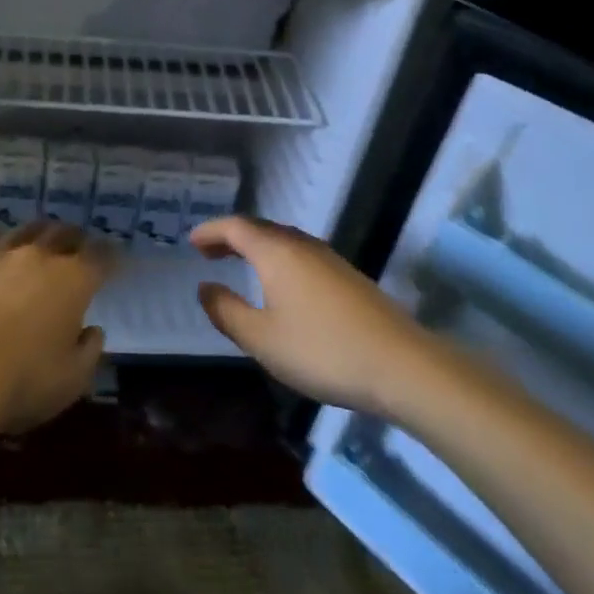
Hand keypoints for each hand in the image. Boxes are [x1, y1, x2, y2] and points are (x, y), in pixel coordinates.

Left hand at [0, 219, 110, 433]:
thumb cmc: (21, 382)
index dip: (110, 255)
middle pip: (62, 233)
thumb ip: (88, 352)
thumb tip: (92, 331)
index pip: (101, 256)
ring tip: (33, 243)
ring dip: (33, 236)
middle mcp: (38, 256)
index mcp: (73, 281)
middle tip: (74, 247)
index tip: (113, 260)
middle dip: (73, 238)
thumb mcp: (71, 380)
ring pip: (22, 230)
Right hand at [192, 215, 422, 413]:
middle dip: (232, 236)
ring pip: (284, 241)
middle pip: (261, 228)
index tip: (192, 242)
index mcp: (276, 253)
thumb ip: (227, 312)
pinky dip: (279, 259)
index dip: (211, 231)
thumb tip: (205, 288)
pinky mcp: (349, 278)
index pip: (236, 227)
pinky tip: (281, 284)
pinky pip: (301, 255)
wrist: (402, 366)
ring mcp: (330, 260)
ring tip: (241, 263)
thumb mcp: (262, 339)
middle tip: (211, 252)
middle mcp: (302, 246)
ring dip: (257, 247)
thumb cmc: (322, 350)